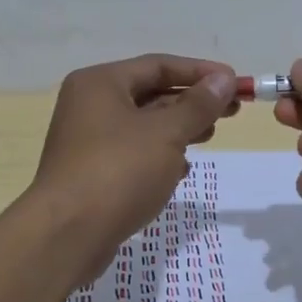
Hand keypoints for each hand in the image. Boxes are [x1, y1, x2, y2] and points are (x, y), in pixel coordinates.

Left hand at [33, 54, 238, 270]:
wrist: (67, 236)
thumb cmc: (119, 171)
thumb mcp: (166, 133)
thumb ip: (198, 105)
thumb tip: (224, 79)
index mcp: (100, 83)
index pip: (158, 65)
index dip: (200, 72)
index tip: (235, 82)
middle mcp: (90, 105)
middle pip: (151, 94)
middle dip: (192, 101)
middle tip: (232, 110)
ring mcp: (88, 141)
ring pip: (144, 125)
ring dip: (179, 128)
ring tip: (211, 134)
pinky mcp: (92, 173)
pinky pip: (133, 153)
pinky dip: (160, 155)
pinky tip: (182, 169)